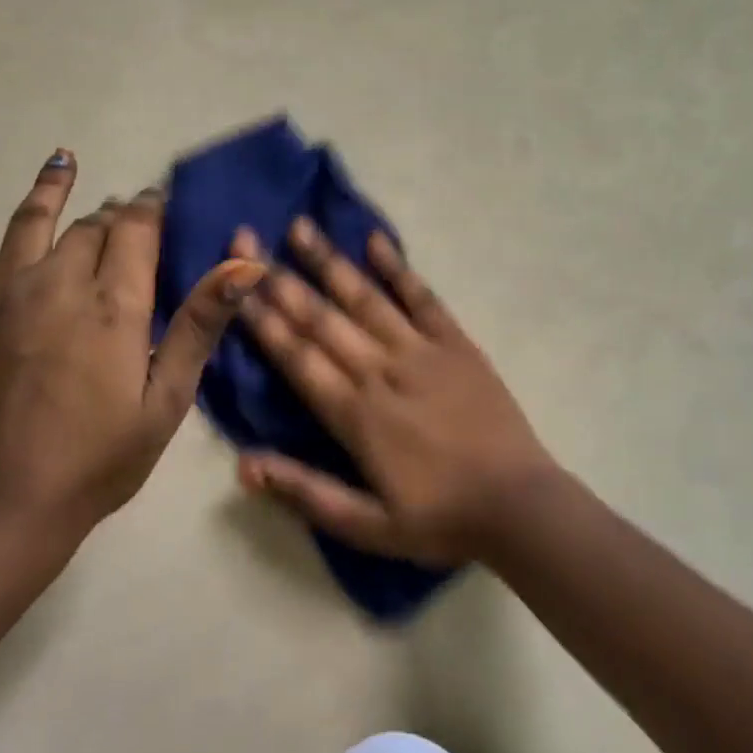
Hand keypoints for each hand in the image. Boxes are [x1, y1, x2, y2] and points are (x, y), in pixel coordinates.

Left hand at [0, 151, 263, 547]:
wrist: (1, 506)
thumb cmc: (98, 459)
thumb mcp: (167, 401)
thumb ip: (200, 326)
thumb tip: (246, 264)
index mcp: (114, 304)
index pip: (136, 230)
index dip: (150, 210)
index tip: (159, 201)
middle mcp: (58, 282)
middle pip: (91, 227)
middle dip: (112, 216)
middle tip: (123, 217)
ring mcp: (0, 292)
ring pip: (33, 221)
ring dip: (53, 187)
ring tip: (65, 159)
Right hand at [231, 218, 559, 564]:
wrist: (519, 506)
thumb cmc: (439, 519)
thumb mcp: (367, 526)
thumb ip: (305, 493)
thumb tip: (243, 465)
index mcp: (355, 414)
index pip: (296, 357)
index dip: (261, 319)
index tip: (233, 283)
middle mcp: (381, 370)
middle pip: (322, 318)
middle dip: (280, 278)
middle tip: (247, 240)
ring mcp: (421, 351)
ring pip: (365, 298)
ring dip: (330, 262)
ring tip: (300, 227)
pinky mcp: (456, 343)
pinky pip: (423, 298)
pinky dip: (398, 268)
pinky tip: (376, 241)